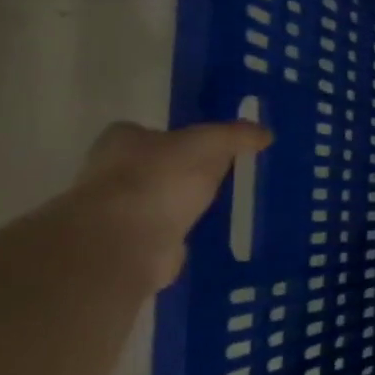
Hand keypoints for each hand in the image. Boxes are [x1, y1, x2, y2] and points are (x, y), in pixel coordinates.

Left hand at [72, 121, 271, 286]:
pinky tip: (206, 232)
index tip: (207, 147)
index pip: (146, 131)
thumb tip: (265, 133)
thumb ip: (237, 135)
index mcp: (121, 141)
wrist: (127, 240)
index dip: (176, 137)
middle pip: (152, 165)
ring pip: (157, 200)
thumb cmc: (162, 178)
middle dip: (181, 171)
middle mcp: (110, 172)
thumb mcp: (211, 143)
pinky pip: (162, 231)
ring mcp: (116, 211)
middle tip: (220, 175)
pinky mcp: (129, 243)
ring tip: (221, 204)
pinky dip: (180, 231)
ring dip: (181, 203)